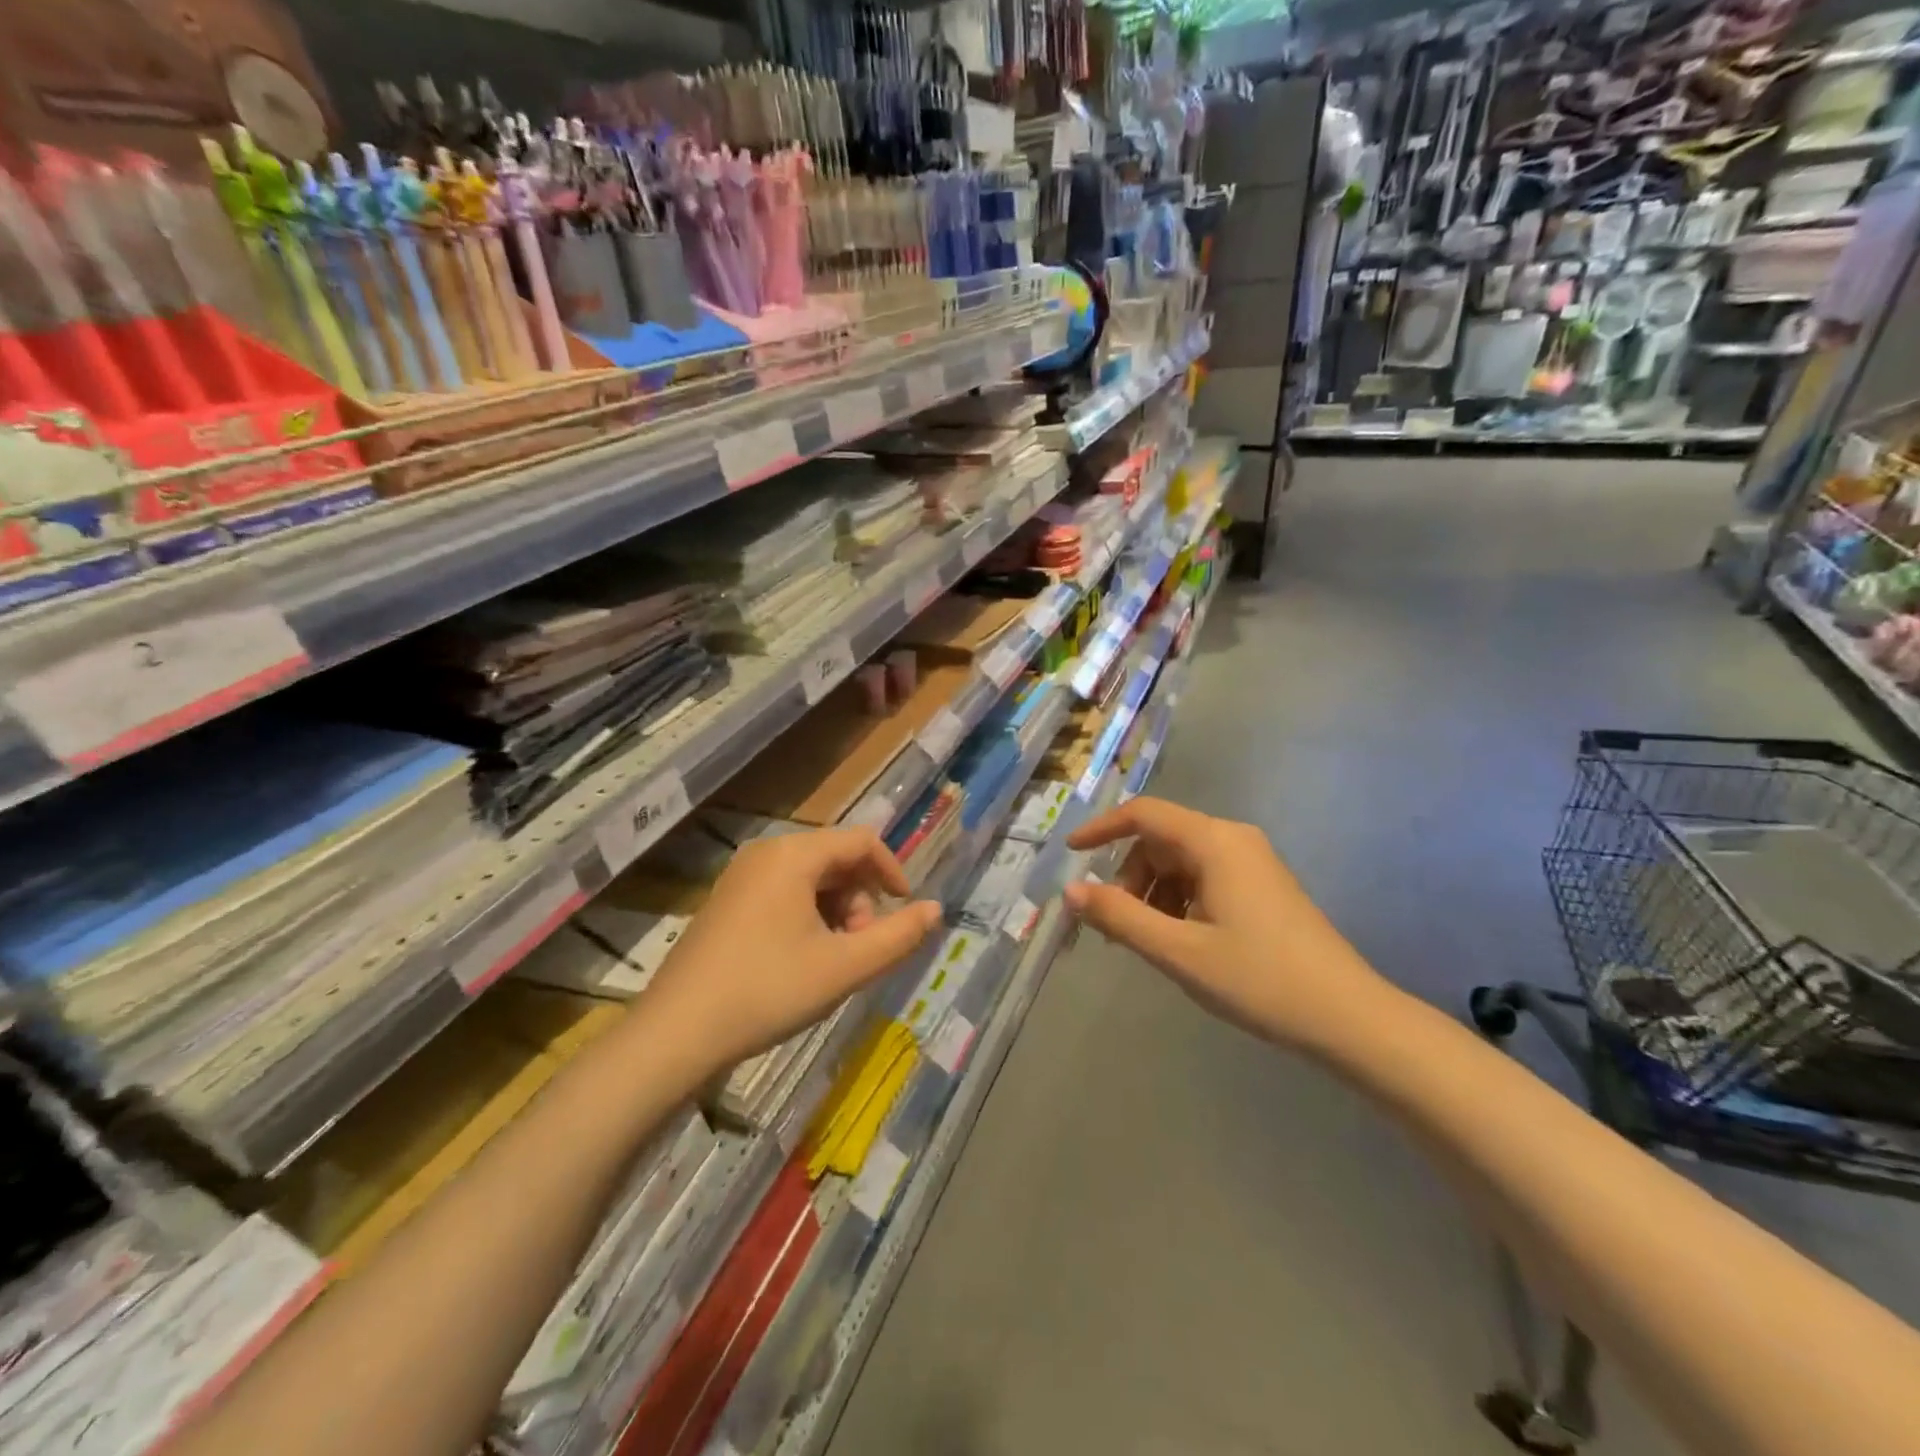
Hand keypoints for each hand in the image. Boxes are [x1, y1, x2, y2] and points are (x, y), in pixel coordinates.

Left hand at [643, 827, 943, 1075]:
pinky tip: (803, 959)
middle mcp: (766, 852)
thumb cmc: (767, 991)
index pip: (862, 841)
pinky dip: (808, 916)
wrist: (676, 1033)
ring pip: (811, 878)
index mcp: (794, 854)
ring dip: (837, 910)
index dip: (892, 871)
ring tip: (834, 959)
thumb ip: (898, 936)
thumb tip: (935, 910)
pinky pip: (784, 891)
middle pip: (836, 858)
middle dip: (861, 898)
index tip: (905, 910)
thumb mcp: (844, 967)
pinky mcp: (727, 901)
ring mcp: (741, 876)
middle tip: (861, 947)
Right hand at [1063, 797, 1393, 1054]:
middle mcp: (1233, 839)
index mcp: (1214, 842)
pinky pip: (1204, 878)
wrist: (1349, 1018)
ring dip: (1152, 894)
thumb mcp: (1179, 951)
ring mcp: (1252, 862)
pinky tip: (1180, 941)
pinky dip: (1178, 901)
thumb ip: (1120, 917)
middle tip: (1115, 926)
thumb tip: (1070, 891)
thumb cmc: (1259, 980)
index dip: (1101, 829)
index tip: (1070, 854)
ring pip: (1181, 862)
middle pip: (1161, 840)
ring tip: (1146, 941)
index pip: (1143, 814)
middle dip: (1129, 877)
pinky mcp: (1262, 886)